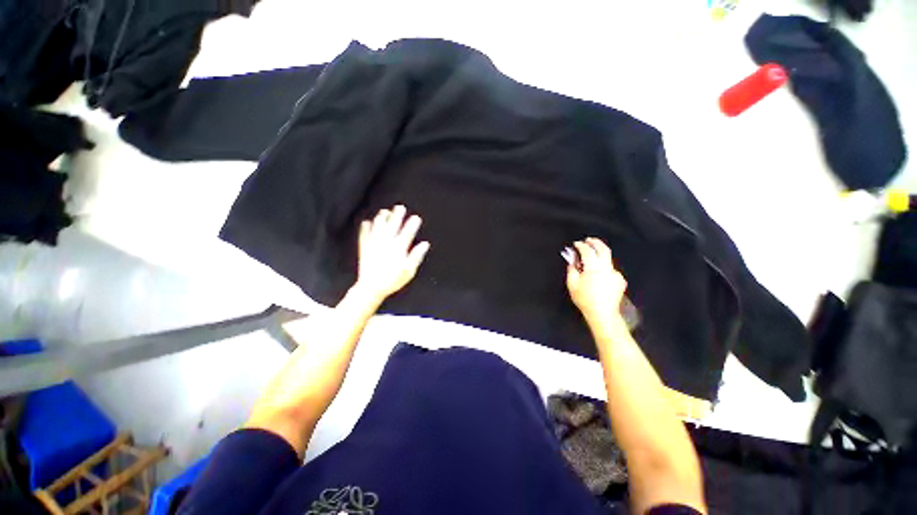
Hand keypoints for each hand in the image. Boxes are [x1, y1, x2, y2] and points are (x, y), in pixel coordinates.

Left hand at [354, 205, 429, 303]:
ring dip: (381, 218)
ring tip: (384, 211)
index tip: (416, 217)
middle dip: (397, 215)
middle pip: (392, 226)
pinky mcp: (364, 248)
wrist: (371, 287)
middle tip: (400, 207)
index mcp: (398, 248)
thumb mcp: (409, 270)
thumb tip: (425, 244)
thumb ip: (416, 255)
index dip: (412, 224)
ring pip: (378, 227)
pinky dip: (365, 228)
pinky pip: (364, 235)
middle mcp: (386, 243)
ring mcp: (374, 244)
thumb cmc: (393, 280)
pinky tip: (367, 222)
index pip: (407, 233)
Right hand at [565, 237, 627, 324]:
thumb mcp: (572, 284)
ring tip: (592, 256)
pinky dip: (604, 267)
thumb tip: (573, 261)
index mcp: (593, 268)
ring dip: (600, 254)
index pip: (587, 251)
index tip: (576, 244)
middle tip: (588, 240)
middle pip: (603, 249)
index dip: (581, 246)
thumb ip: (572, 269)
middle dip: (595, 242)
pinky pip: (611, 269)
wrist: (603, 314)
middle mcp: (606, 268)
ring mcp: (615, 273)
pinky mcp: (620, 280)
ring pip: (608, 259)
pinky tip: (599, 274)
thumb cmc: (584, 299)